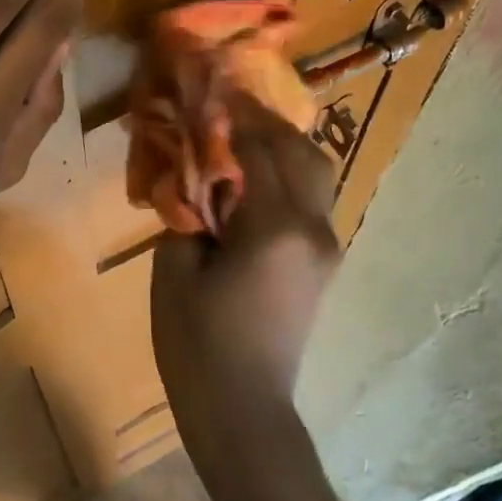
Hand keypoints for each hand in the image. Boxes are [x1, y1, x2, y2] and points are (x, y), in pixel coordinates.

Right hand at [150, 99, 339, 451]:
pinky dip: (288, 175)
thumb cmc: (198, 344)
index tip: (212, 89)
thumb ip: (188, 211)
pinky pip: (312, 201)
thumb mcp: (174, 270)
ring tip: (243, 136)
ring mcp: (326, 247)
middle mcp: (314, 228)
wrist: (244, 411)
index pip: (260, 149)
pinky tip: (255, 176)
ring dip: (282, 147)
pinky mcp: (323, 263)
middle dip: (266, 123)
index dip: (234, 115)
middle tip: (228, 107)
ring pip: (316, 174)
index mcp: (276, 227)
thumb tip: (195, 176)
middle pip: (301, 153)